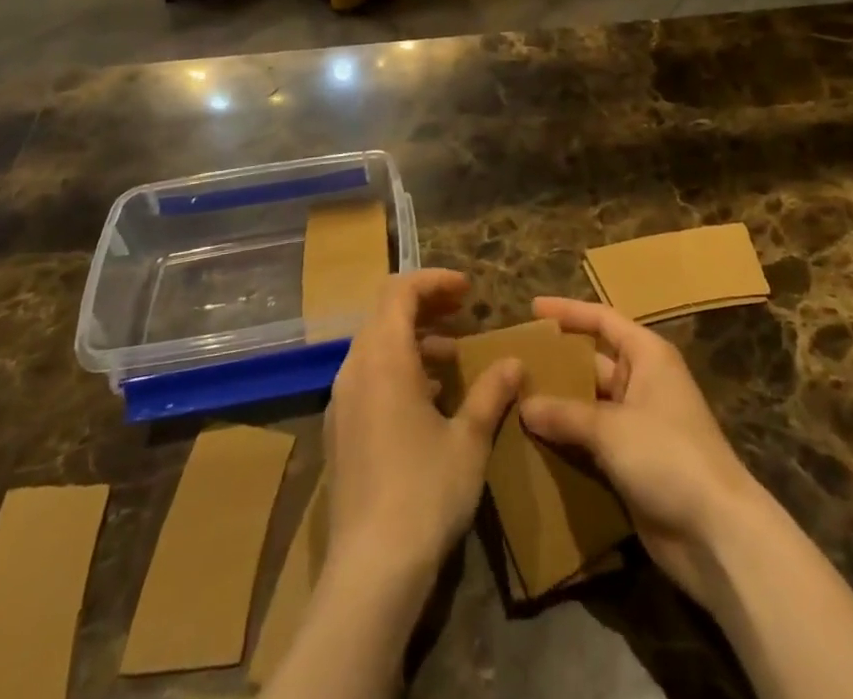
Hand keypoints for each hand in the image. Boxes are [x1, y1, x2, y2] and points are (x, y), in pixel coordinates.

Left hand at [323, 270, 522, 589]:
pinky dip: (397, 370)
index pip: (400, 292)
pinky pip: (367, 378)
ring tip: (453, 358)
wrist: (370, 571)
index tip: (468, 290)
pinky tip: (428, 400)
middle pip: (385, 315)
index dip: (434, 281)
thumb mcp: (469, 440)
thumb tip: (514, 362)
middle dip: (425, 307)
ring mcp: (341, 402)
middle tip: (463, 313)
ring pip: (375, 347)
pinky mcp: (338, 432)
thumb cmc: (424, 492)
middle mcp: (354, 370)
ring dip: (413, 340)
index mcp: (383, 358)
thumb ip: (491, 392)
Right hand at [518, 297, 771, 607]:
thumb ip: (564, 413)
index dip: (568, 311)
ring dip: (557, 406)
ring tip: (512, 403)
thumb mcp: (610, 428)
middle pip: (592, 362)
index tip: (533, 309)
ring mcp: (638, 425)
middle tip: (513, 364)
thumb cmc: (668, 456)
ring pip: (589, 405)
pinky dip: (567, 441)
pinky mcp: (633, 463)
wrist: (716, 534)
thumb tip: (523, 404)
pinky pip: (592, 442)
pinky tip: (532, 444)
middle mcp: (643, 382)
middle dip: (556, 364)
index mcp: (647, 356)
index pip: (602, 319)